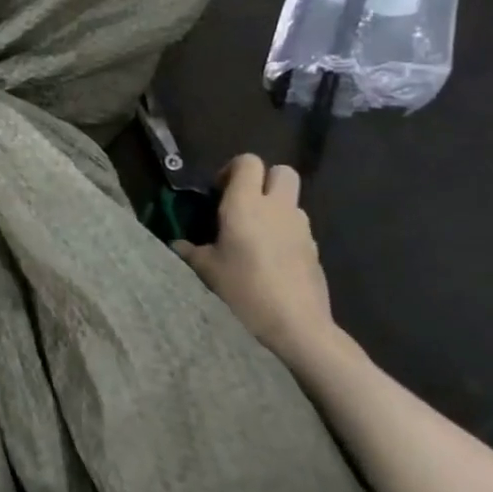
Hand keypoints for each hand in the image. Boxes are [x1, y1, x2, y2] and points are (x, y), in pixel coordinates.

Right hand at [175, 154, 341, 372]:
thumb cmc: (244, 292)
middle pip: (281, 171)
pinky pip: (298, 228)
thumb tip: (177, 244)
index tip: (218, 192)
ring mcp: (301, 228)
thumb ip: (189, 251)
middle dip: (263, 180)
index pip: (247, 161)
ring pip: (291, 200)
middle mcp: (277, 208)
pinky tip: (271, 260)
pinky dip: (285, 233)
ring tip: (255, 236)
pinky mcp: (315, 250)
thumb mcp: (205, 272)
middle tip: (242, 204)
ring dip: (275, 208)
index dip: (232, 170)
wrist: (297, 329)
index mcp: (246, 204)